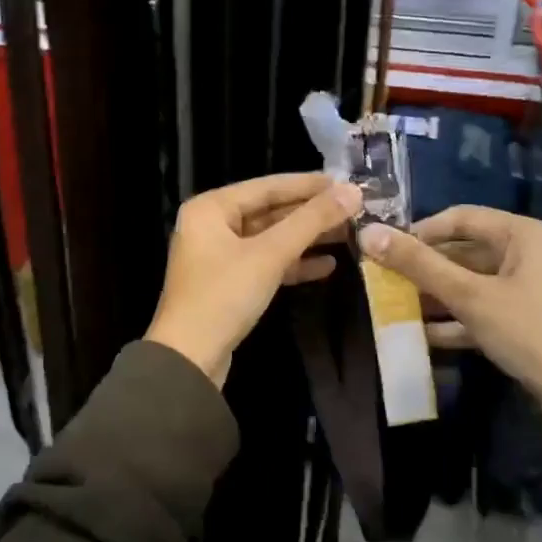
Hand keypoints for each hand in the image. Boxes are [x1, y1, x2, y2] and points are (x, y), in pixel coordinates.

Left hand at [146, 173, 363, 386]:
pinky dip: (293, 264)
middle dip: (310, 213)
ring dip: (306, 239)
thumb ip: (311, 221)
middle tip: (353, 210)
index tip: (346, 182)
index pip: (267, 186)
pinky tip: (328, 266)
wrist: (188, 360)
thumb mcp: (270, 254)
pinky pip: (265, 264)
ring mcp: (219, 257)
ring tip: (348, 235)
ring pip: (270, 239)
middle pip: (269, 211)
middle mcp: (211, 226)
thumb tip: (353, 191)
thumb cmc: (224, 295)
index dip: (308, 185)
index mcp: (211, 208)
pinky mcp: (229, 285)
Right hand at [360, 206, 541, 435]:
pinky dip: (456, 320)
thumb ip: (419, 265)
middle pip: (464, 252)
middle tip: (385, 283)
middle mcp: (527, 254)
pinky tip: (422, 336)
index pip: (459, 218)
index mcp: (521, 235)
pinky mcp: (528, 322)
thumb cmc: (532, 332)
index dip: (419, 231)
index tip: (385, 251)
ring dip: (436, 297)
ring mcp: (529, 290)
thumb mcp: (470, 297)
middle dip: (424, 269)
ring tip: (396, 309)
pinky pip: (483, 310)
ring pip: (471, 283)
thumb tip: (368, 233)